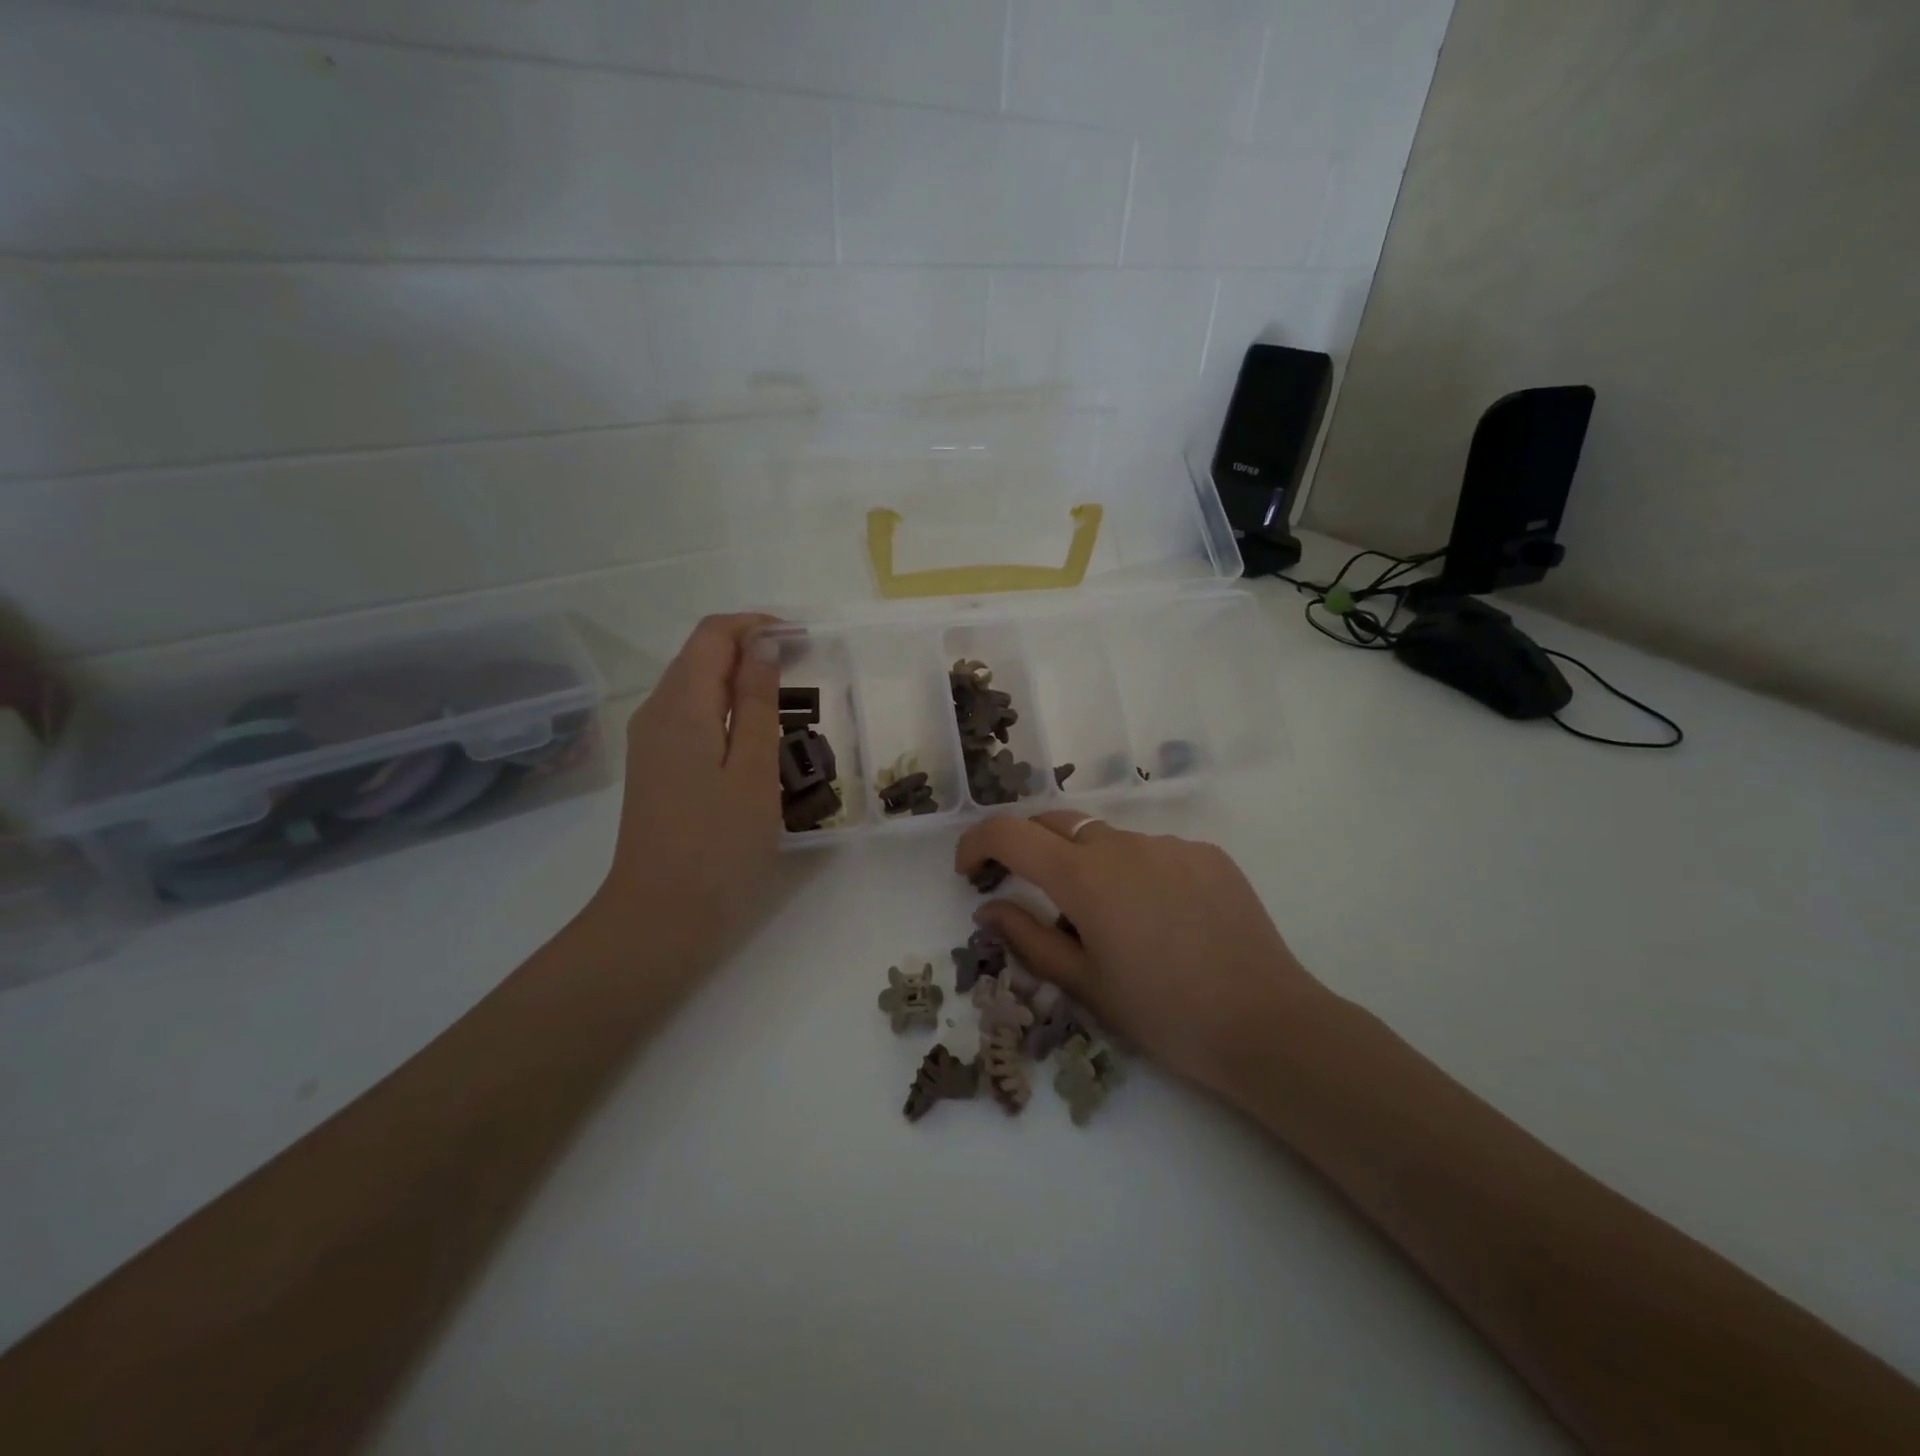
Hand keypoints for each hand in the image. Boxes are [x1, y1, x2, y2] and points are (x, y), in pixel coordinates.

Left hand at [594, 614, 783, 973]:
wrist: (661, 918)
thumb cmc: (718, 845)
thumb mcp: (753, 769)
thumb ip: (756, 701)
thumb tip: (761, 643)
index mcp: (679, 705)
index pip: (712, 634)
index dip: (757, 626)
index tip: (804, 641)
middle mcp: (656, 713)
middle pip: (701, 655)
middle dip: (752, 650)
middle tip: (806, 671)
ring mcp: (651, 743)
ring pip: (696, 687)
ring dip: (741, 681)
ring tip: (790, 704)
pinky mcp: (657, 769)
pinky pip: (693, 719)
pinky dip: (727, 712)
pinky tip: (758, 739)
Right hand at [955, 813, 1337, 1098]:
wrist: (1266, 1024)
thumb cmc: (1163, 1013)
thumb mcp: (1084, 984)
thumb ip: (1027, 938)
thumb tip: (988, 909)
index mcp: (1084, 876)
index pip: (1009, 833)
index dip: (977, 843)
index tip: (969, 871)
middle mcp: (1123, 844)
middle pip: (1056, 823)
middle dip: (1028, 848)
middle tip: (1027, 892)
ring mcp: (1170, 844)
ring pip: (1107, 840)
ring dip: (1087, 865)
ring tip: (1110, 921)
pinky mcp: (1207, 854)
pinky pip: (1153, 852)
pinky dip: (1136, 873)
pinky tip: (1160, 919)